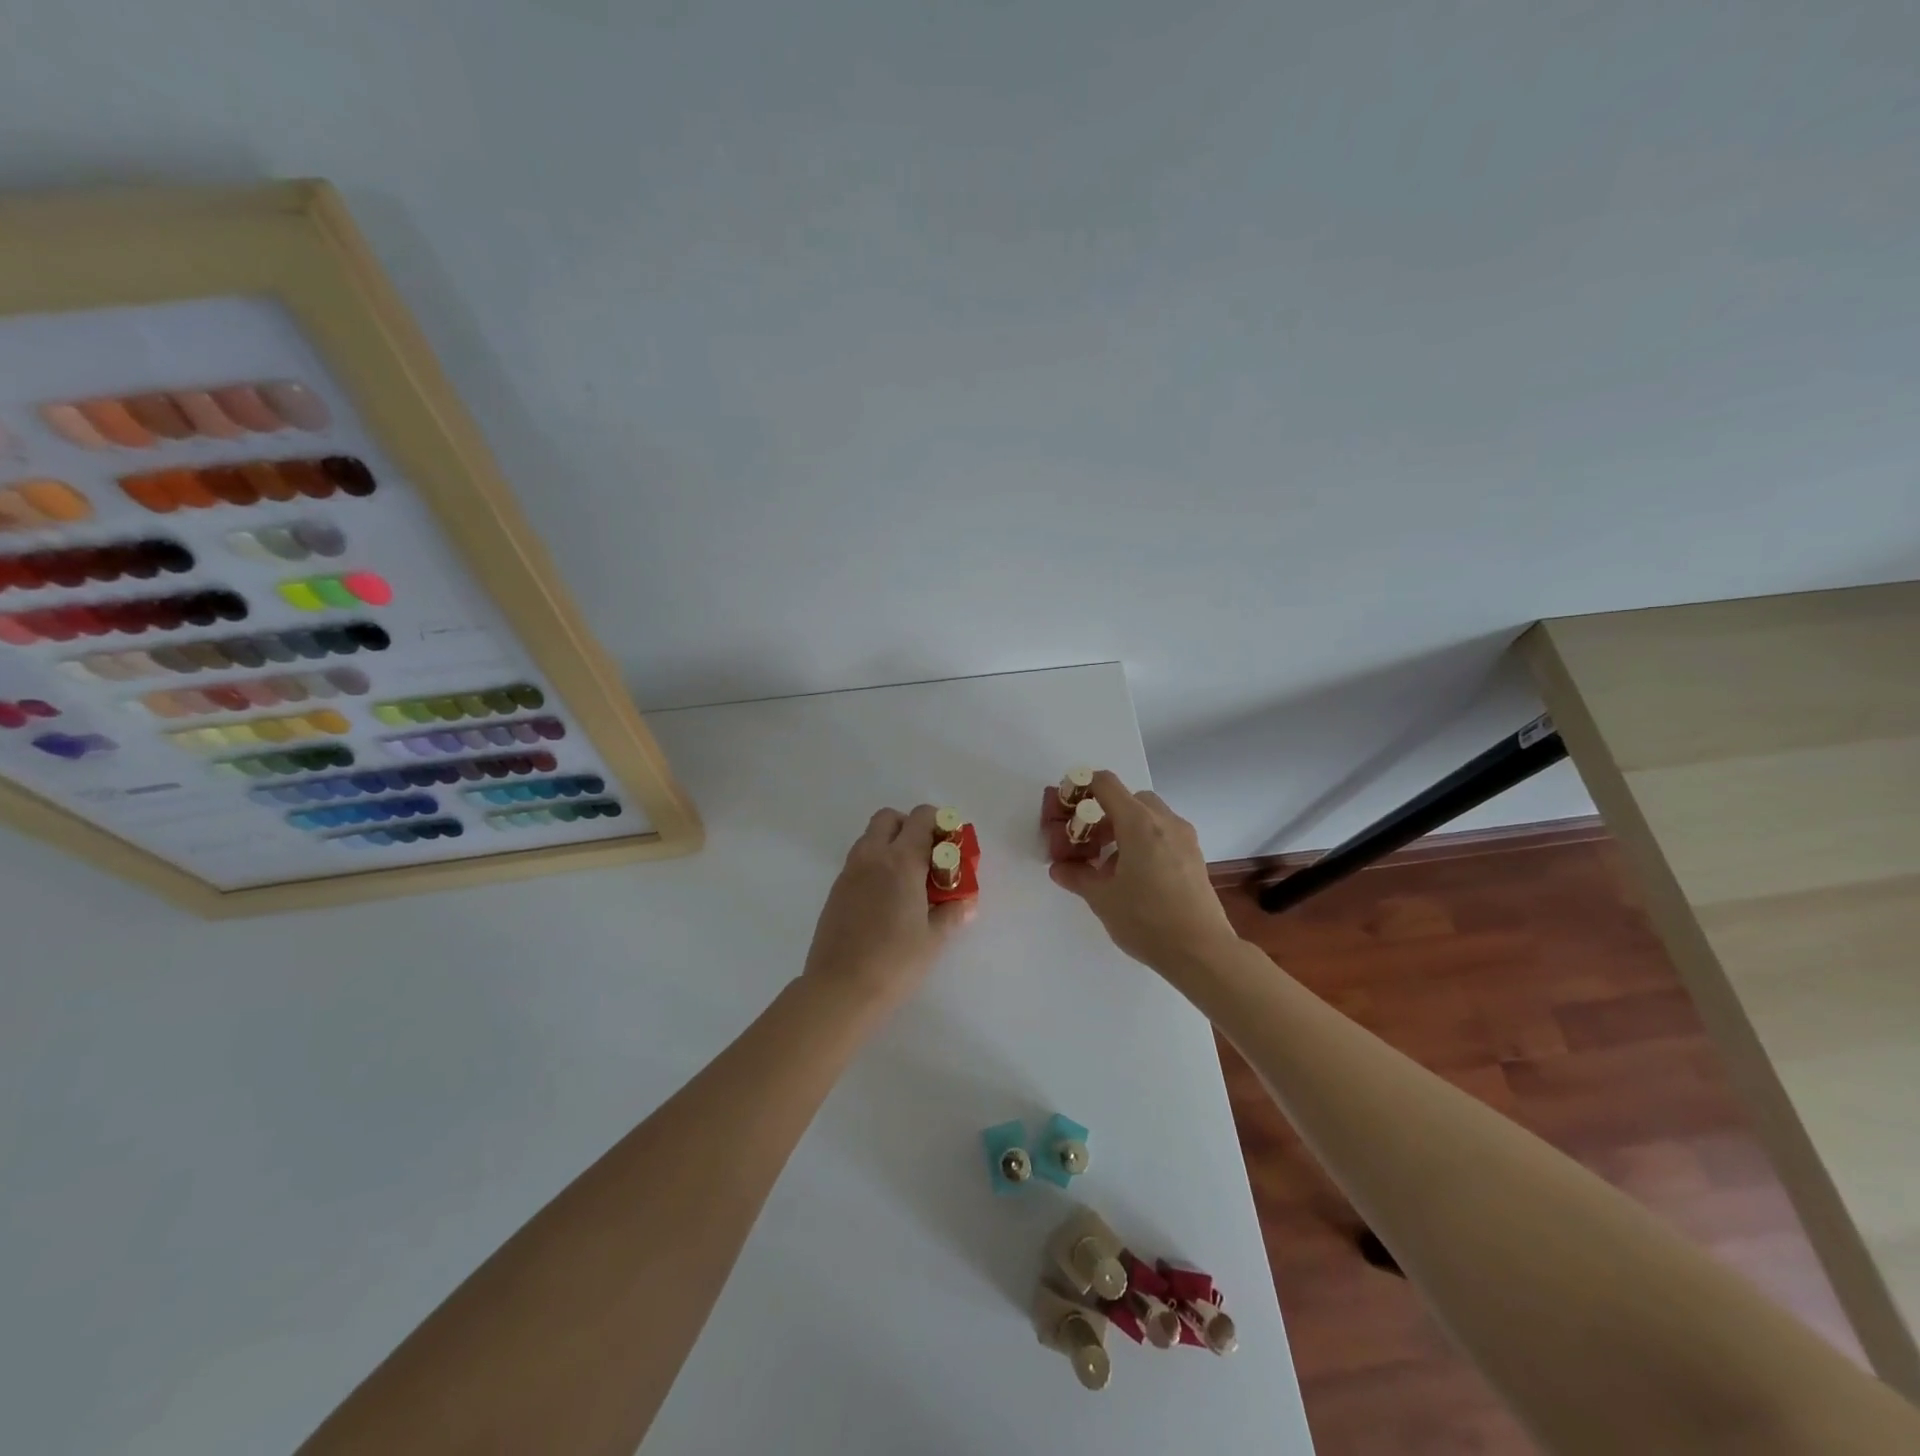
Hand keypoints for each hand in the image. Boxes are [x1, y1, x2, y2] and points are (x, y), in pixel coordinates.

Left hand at [802, 804, 973, 1007]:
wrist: (840, 988)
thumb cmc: (895, 962)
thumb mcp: (934, 938)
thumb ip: (952, 913)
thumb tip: (965, 903)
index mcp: (901, 860)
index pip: (921, 818)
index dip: (940, 823)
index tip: (951, 846)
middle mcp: (872, 857)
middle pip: (889, 818)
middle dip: (910, 827)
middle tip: (927, 857)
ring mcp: (849, 873)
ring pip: (870, 838)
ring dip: (890, 845)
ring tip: (908, 881)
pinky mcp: (836, 891)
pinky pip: (858, 862)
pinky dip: (875, 866)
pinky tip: (886, 900)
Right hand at [1049, 771, 1240, 981]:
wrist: (1202, 951)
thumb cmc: (1146, 920)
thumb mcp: (1102, 899)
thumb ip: (1077, 876)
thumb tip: (1059, 868)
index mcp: (1139, 823)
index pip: (1106, 784)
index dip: (1082, 788)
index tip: (1067, 809)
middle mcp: (1165, 821)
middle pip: (1129, 799)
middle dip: (1105, 813)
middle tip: (1089, 842)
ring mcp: (1185, 838)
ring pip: (1149, 816)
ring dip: (1125, 828)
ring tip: (1110, 864)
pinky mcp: (1195, 856)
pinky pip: (1164, 834)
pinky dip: (1145, 842)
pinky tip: (1135, 876)